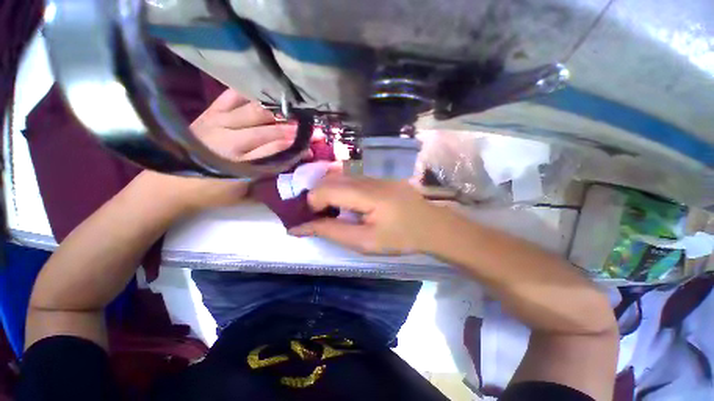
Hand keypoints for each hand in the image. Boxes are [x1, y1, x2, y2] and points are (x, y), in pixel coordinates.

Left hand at [138, 89, 308, 213]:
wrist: (168, 185)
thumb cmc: (211, 193)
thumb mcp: (245, 194)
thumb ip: (269, 177)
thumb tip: (291, 163)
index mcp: (240, 165)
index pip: (277, 151)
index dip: (297, 149)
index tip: (312, 148)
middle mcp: (230, 140)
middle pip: (269, 129)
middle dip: (294, 130)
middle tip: (312, 129)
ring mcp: (218, 122)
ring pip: (255, 110)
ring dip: (279, 112)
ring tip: (295, 112)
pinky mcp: (209, 112)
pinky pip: (232, 95)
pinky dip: (251, 93)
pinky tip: (265, 95)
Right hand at [288, 176, 446, 254]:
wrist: (430, 225)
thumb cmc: (400, 238)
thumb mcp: (364, 242)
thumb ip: (331, 232)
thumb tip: (300, 227)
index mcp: (368, 194)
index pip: (326, 189)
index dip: (312, 204)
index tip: (313, 220)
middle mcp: (369, 176)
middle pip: (330, 178)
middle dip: (317, 196)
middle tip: (320, 216)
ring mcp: (376, 172)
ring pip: (339, 174)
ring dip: (328, 190)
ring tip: (332, 208)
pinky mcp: (380, 173)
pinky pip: (352, 174)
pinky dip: (341, 186)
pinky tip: (347, 199)